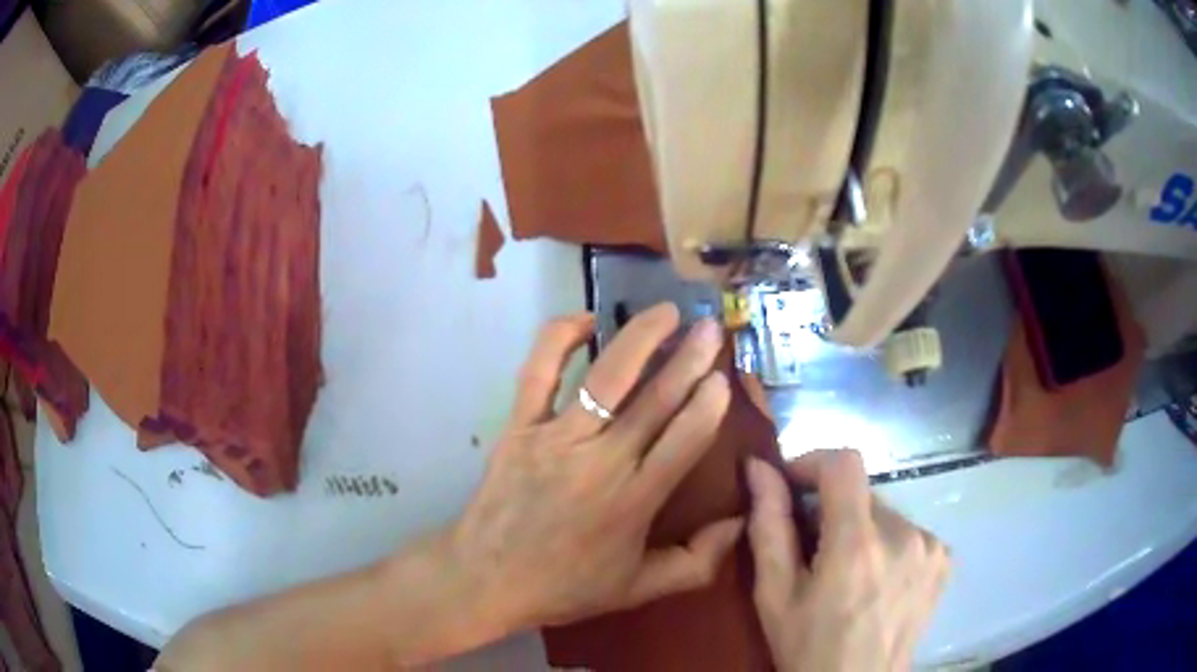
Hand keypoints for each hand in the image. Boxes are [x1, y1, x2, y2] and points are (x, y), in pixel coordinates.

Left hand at [448, 303, 742, 632]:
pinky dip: (559, 339)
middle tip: (708, 328)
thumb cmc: (565, 586)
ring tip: (666, 313)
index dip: (708, 405)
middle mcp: (600, 462)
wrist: (485, 579)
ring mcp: (555, 439)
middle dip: (687, 359)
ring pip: (605, 378)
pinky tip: (585, 319)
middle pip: (654, 401)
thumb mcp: (638, 589)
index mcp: (634, 501)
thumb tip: (741, 522)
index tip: (723, 377)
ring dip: (639, 339)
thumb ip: (697, 563)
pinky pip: (538, 372)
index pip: (684, 441)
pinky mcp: (519, 427)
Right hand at [746, 451, 949, 671]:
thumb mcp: (775, 595)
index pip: (844, 463)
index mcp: (858, 544)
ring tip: (847, 572)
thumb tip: (759, 467)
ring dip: (862, 529)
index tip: (792, 484)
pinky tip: (877, 579)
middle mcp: (904, 534)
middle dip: (834, 509)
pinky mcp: (944, 559)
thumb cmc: (807, 646)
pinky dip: (889, 544)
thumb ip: (769, 526)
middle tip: (813, 549)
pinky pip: (910, 531)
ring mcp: (931, 546)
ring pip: (886, 513)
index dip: (814, 462)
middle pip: (863, 493)